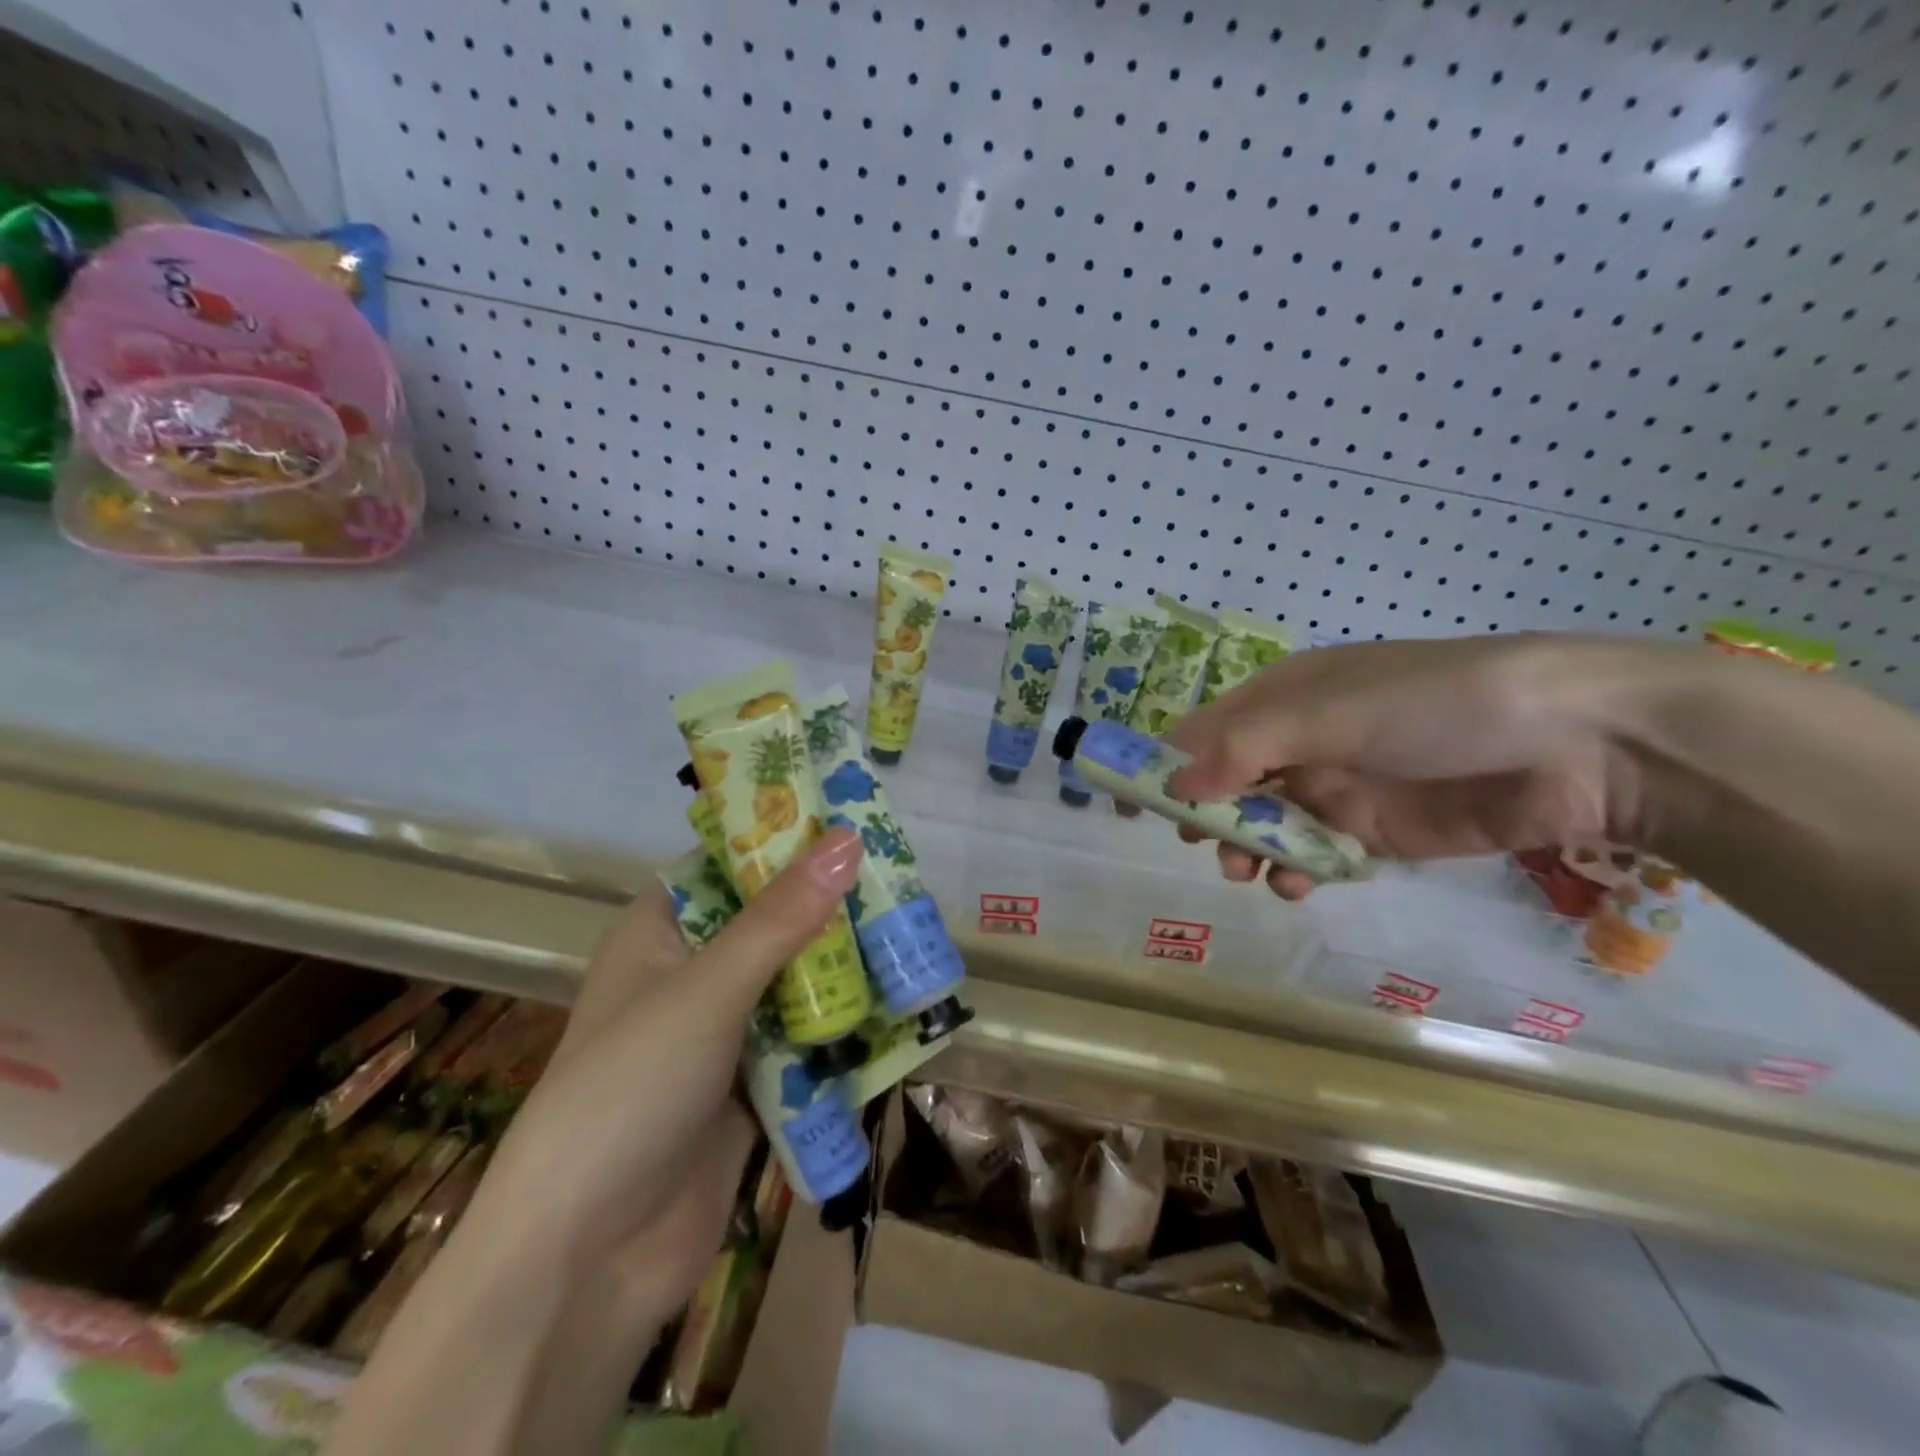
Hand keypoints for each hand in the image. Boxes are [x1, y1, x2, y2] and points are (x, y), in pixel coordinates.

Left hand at [471, 824, 863, 1315]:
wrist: (586, 1262)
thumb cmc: (629, 1093)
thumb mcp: (707, 990)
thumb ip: (781, 919)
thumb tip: (848, 840)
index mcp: (661, 933)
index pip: (731, 864)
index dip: (789, 841)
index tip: (855, 826)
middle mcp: (692, 974)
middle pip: (774, 923)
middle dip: (833, 911)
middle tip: (904, 886)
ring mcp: (724, 1034)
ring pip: (797, 983)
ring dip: (847, 972)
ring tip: (916, 940)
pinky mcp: (752, 1087)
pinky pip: (807, 1042)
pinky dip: (845, 1030)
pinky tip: (903, 1012)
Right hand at [1163, 635, 1661, 899]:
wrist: (1578, 744)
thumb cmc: (1438, 704)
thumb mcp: (1332, 712)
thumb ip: (1248, 748)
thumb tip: (1176, 786)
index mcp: (1284, 697)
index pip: (1203, 730)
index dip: (1165, 764)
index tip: (1134, 804)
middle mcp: (1302, 740)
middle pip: (1228, 782)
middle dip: (1208, 814)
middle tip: (1200, 843)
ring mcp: (1338, 787)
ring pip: (1266, 824)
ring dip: (1248, 847)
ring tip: (1250, 871)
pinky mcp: (1374, 832)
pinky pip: (1314, 855)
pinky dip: (1295, 871)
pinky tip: (1295, 883)